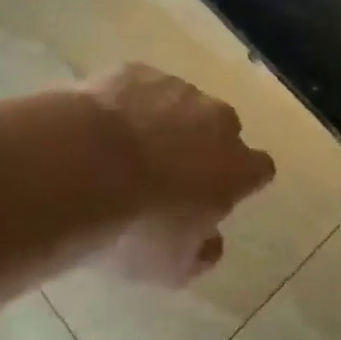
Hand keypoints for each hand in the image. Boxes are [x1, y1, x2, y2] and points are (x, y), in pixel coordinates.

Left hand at [86, 64, 275, 286]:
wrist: (81, 167)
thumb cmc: (135, 227)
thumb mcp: (170, 267)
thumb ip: (201, 253)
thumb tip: (211, 243)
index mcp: (236, 167)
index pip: (259, 169)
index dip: (241, 180)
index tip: (220, 194)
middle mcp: (217, 119)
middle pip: (222, 129)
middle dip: (202, 146)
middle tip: (168, 173)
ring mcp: (177, 89)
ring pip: (181, 104)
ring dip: (165, 122)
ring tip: (127, 151)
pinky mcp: (137, 72)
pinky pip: (141, 88)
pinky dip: (130, 104)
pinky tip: (102, 128)